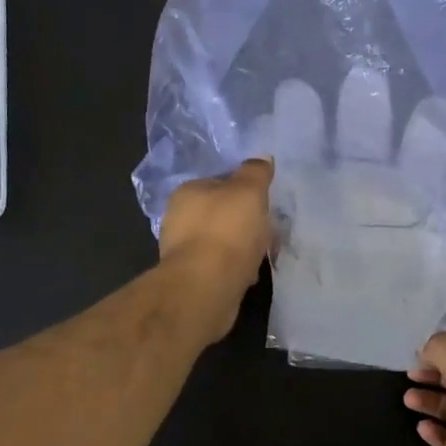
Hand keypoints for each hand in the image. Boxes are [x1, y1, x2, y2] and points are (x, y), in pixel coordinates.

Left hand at [159, 159, 274, 341]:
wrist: (206, 287)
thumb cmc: (227, 231)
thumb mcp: (248, 191)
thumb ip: (255, 172)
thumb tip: (261, 158)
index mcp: (187, 191)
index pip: (219, 182)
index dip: (244, 190)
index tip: (264, 202)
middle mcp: (178, 218)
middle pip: (220, 213)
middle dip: (243, 221)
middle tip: (268, 229)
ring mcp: (182, 250)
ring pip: (221, 241)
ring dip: (241, 247)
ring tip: (263, 254)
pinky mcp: (191, 278)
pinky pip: (220, 266)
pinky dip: (235, 268)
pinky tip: (249, 274)